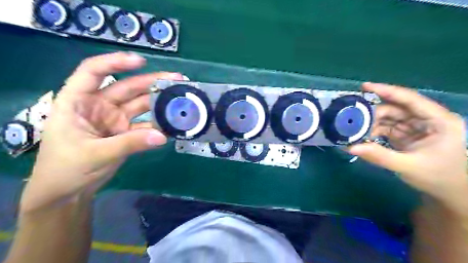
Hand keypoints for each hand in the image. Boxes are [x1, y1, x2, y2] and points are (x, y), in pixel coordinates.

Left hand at [20, 52, 184, 211]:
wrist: (67, 191)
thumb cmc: (66, 168)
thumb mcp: (96, 154)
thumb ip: (130, 143)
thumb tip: (162, 136)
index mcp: (78, 101)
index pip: (93, 71)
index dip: (115, 62)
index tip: (141, 61)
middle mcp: (98, 105)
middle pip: (127, 87)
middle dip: (151, 82)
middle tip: (176, 79)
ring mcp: (114, 119)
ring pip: (140, 105)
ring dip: (159, 102)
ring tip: (179, 98)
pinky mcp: (126, 132)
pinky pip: (145, 124)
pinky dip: (158, 124)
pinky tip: (172, 122)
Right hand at [349, 83, 465, 209]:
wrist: (449, 192)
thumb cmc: (438, 178)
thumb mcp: (408, 166)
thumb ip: (379, 156)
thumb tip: (350, 147)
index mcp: (438, 121)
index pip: (410, 99)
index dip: (387, 91)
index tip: (364, 86)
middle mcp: (427, 120)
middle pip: (396, 109)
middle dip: (373, 114)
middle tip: (352, 119)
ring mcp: (416, 127)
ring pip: (389, 119)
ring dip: (372, 124)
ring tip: (355, 130)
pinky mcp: (407, 135)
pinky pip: (387, 128)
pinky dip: (374, 132)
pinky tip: (363, 137)